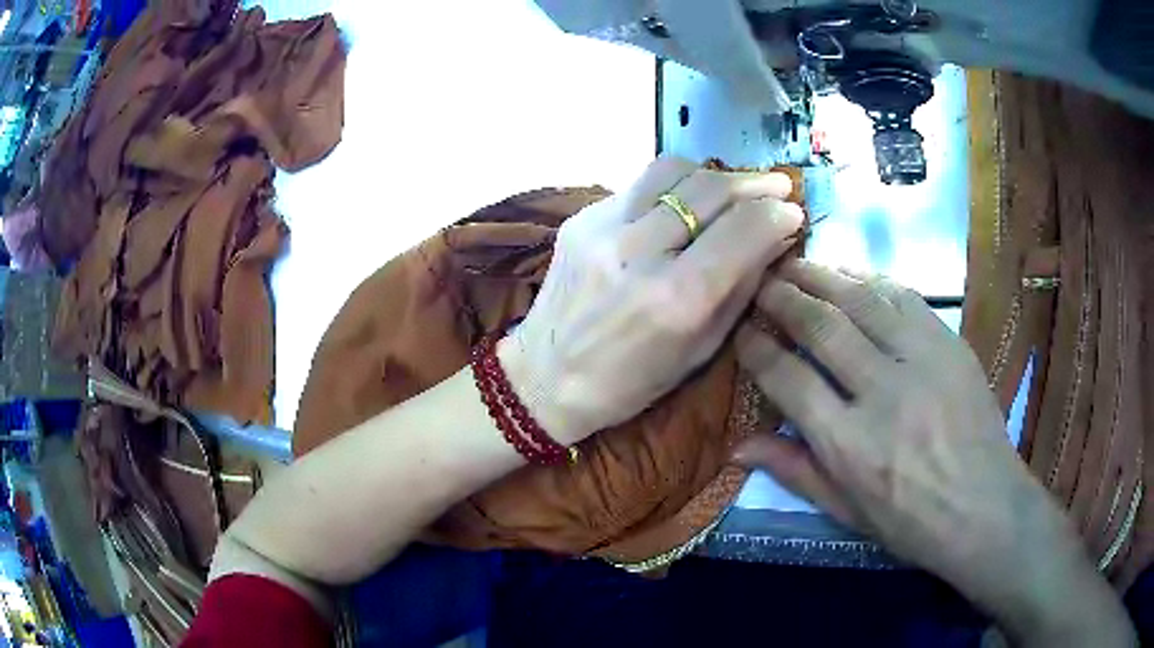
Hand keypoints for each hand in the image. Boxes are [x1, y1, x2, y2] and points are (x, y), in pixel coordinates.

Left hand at [500, 156, 803, 444]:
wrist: (545, 377)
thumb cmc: (631, 382)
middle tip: (775, 189)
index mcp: (677, 299)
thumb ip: (742, 287)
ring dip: (712, 175)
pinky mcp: (580, 217)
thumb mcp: (701, 349)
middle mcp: (639, 252)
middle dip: (754, 184)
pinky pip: (639, 185)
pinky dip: (672, 190)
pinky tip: (680, 208)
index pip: (744, 229)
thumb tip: (775, 237)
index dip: (778, 215)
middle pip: (712, 188)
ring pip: (673, 170)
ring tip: (729, 191)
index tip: (793, 214)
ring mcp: (603, 228)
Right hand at [735, 261, 1134, 646]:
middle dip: (782, 297)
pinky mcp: (948, 341)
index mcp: (849, 444)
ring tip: (794, 264)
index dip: (757, 349)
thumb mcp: (847, 512)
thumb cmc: (911, 522)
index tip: (741, 332)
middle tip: (759, 282)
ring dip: (821, 275)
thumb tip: (738, 446)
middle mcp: (881, 391)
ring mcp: (920, 359)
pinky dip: (869, 278)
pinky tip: (849, 273)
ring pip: (860, 299)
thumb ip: (794, 471)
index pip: (788, 378)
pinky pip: (903, 295)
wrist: (986, 508)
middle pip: (821, 326)